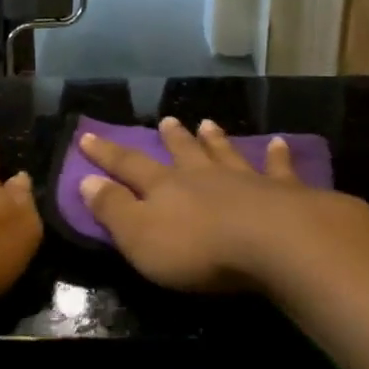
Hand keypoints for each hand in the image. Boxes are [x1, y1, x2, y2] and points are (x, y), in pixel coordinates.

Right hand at [79, 117, 357, 291]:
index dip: (106, 153)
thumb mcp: (140, 237)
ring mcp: (244, 180)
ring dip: (215, 139)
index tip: (88, 135)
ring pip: (225, 153)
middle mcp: (202, 175)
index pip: (128, 165)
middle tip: (166, 120)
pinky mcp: (282, 192)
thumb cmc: (198, 248)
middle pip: (183, 152)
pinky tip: (280, 143)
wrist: (273, 243)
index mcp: (165, 187)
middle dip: (172, 138)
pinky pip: (278, 169)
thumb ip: (113, 209)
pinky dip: (277, 156)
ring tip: (208, 123)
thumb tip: (86, 180)